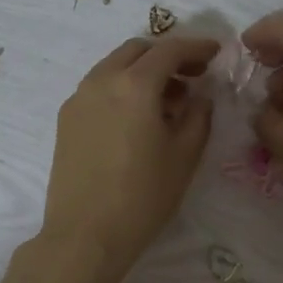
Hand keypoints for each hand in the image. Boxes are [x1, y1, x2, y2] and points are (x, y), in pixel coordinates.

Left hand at [39, 35, 219, 275]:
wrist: (85, 235)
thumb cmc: (143, 196)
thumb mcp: (184, 156)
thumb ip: (199, 116)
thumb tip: (201, 95)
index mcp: (134, 85)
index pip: (169, 50)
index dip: (196, 47)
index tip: (216, 52)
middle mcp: (101, 81)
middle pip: (137, 51)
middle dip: (166, 55)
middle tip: (192, 75)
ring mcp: (78, 99)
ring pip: (114, 67)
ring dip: (142, 72)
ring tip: (168, 101)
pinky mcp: (66, 120)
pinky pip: (98, 88)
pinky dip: (121, 88)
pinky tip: (137, 118)